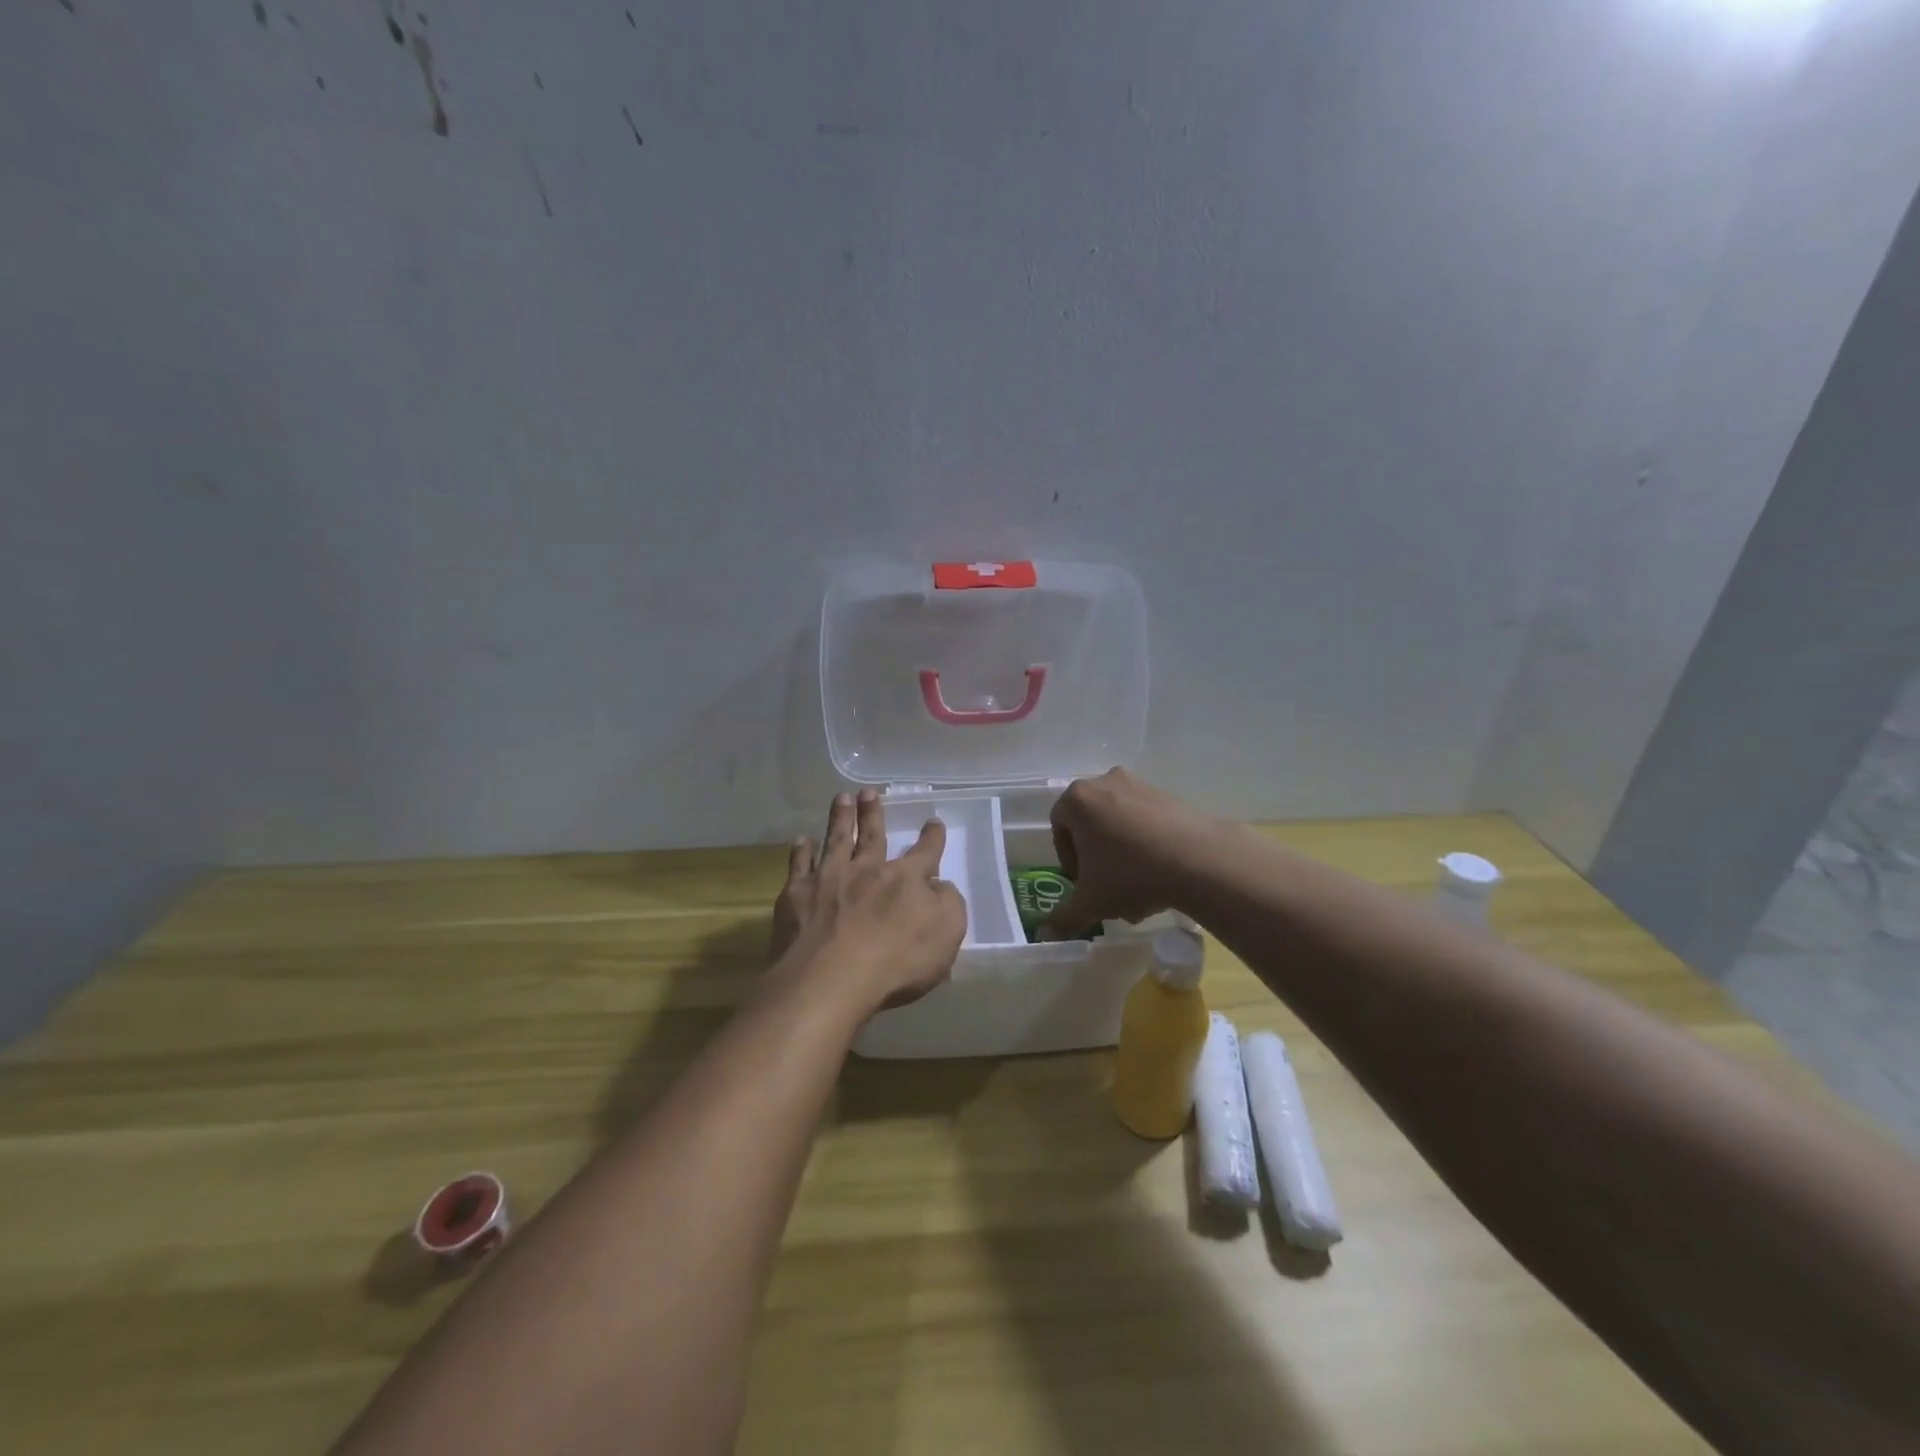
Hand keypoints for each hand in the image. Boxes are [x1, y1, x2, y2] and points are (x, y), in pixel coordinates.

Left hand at [769, 788, 967, 1018]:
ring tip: (842, 798)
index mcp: (905, 880)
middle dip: (874, 813)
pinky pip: (798, 865)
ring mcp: (828, 879)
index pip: (924, 853)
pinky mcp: (796, 895)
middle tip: (870, 793)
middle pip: (872, 836)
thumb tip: (939, 886)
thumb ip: (947, 904)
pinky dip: (801, 851)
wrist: (830, 978)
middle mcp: (866, 870)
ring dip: (840, 817)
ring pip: (836, 840)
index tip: (933, 822)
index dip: (931, 838)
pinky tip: (802, 840)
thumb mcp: (946, 934)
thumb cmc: (896, 961)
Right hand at [1043, 768, 1219, 938]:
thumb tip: (1046, 933)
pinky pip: (1144, 820)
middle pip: (1090, 824)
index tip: (1082, 883)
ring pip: (1119, 823)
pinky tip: (1158, 875)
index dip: (1067, 859)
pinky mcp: (1169, 795)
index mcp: (1078, 799)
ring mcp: (1139, 786)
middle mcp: (1105, 782)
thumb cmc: (1130, 874)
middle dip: (1096, 857)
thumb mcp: (1092, 902)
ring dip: (1121, 853)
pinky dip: (1145, 844)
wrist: (1198, 860)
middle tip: (1106, 886)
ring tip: (1136, 889)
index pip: (1059, 826)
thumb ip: (1064, 916)